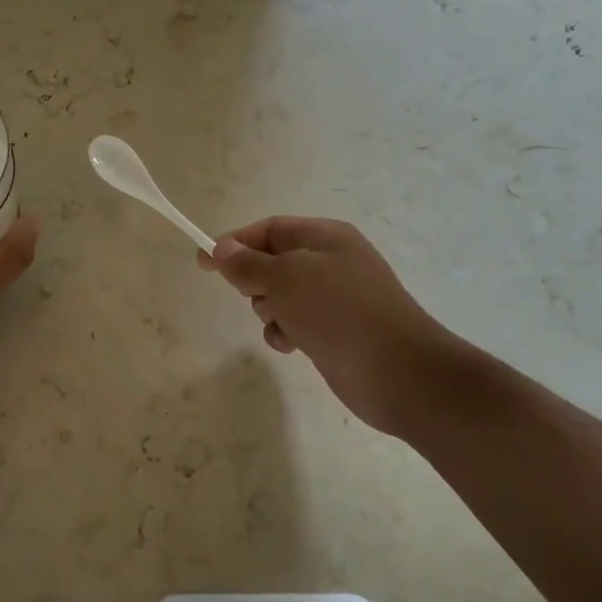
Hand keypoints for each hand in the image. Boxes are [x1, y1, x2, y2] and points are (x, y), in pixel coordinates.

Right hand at [198, 216, 466, 436]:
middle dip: (255, 281)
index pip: (269, 229)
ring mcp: (335, 298)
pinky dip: (285, 332)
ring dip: (268, 310)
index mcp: (326, 238)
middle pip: (273, 262)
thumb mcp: (286, 279)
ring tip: (282, 324)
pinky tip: (291, 345)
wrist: (399, 372)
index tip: (202, 261)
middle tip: (255, 297)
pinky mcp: (334, 330)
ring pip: (280, 296)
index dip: (235, 242)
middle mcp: (331, 262)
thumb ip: (248, 264)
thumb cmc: (339, 313)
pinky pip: (294, 322)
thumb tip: (221, 248)